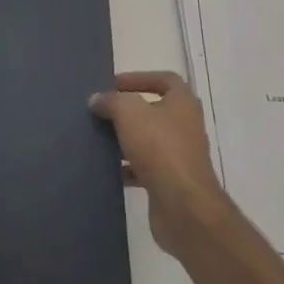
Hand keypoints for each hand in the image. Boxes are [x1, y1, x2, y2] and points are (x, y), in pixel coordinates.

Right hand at [90, 71, 231, 254]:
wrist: (183, 205)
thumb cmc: (160, 148)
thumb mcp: (129, 113)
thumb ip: (111, 101)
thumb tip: (97, 99)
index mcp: (183, 103)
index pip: (165, 80)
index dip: (139, 78)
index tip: (113, 85)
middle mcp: (185, 126)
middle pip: (155, 111)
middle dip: (128, 111)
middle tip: (102, 112)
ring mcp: (180, 156)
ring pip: (149, 141)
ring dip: (126, 139)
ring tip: (99, 139)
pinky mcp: (171, 181)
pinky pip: (146, 168)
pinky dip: (128, 167)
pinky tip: (109, 169)